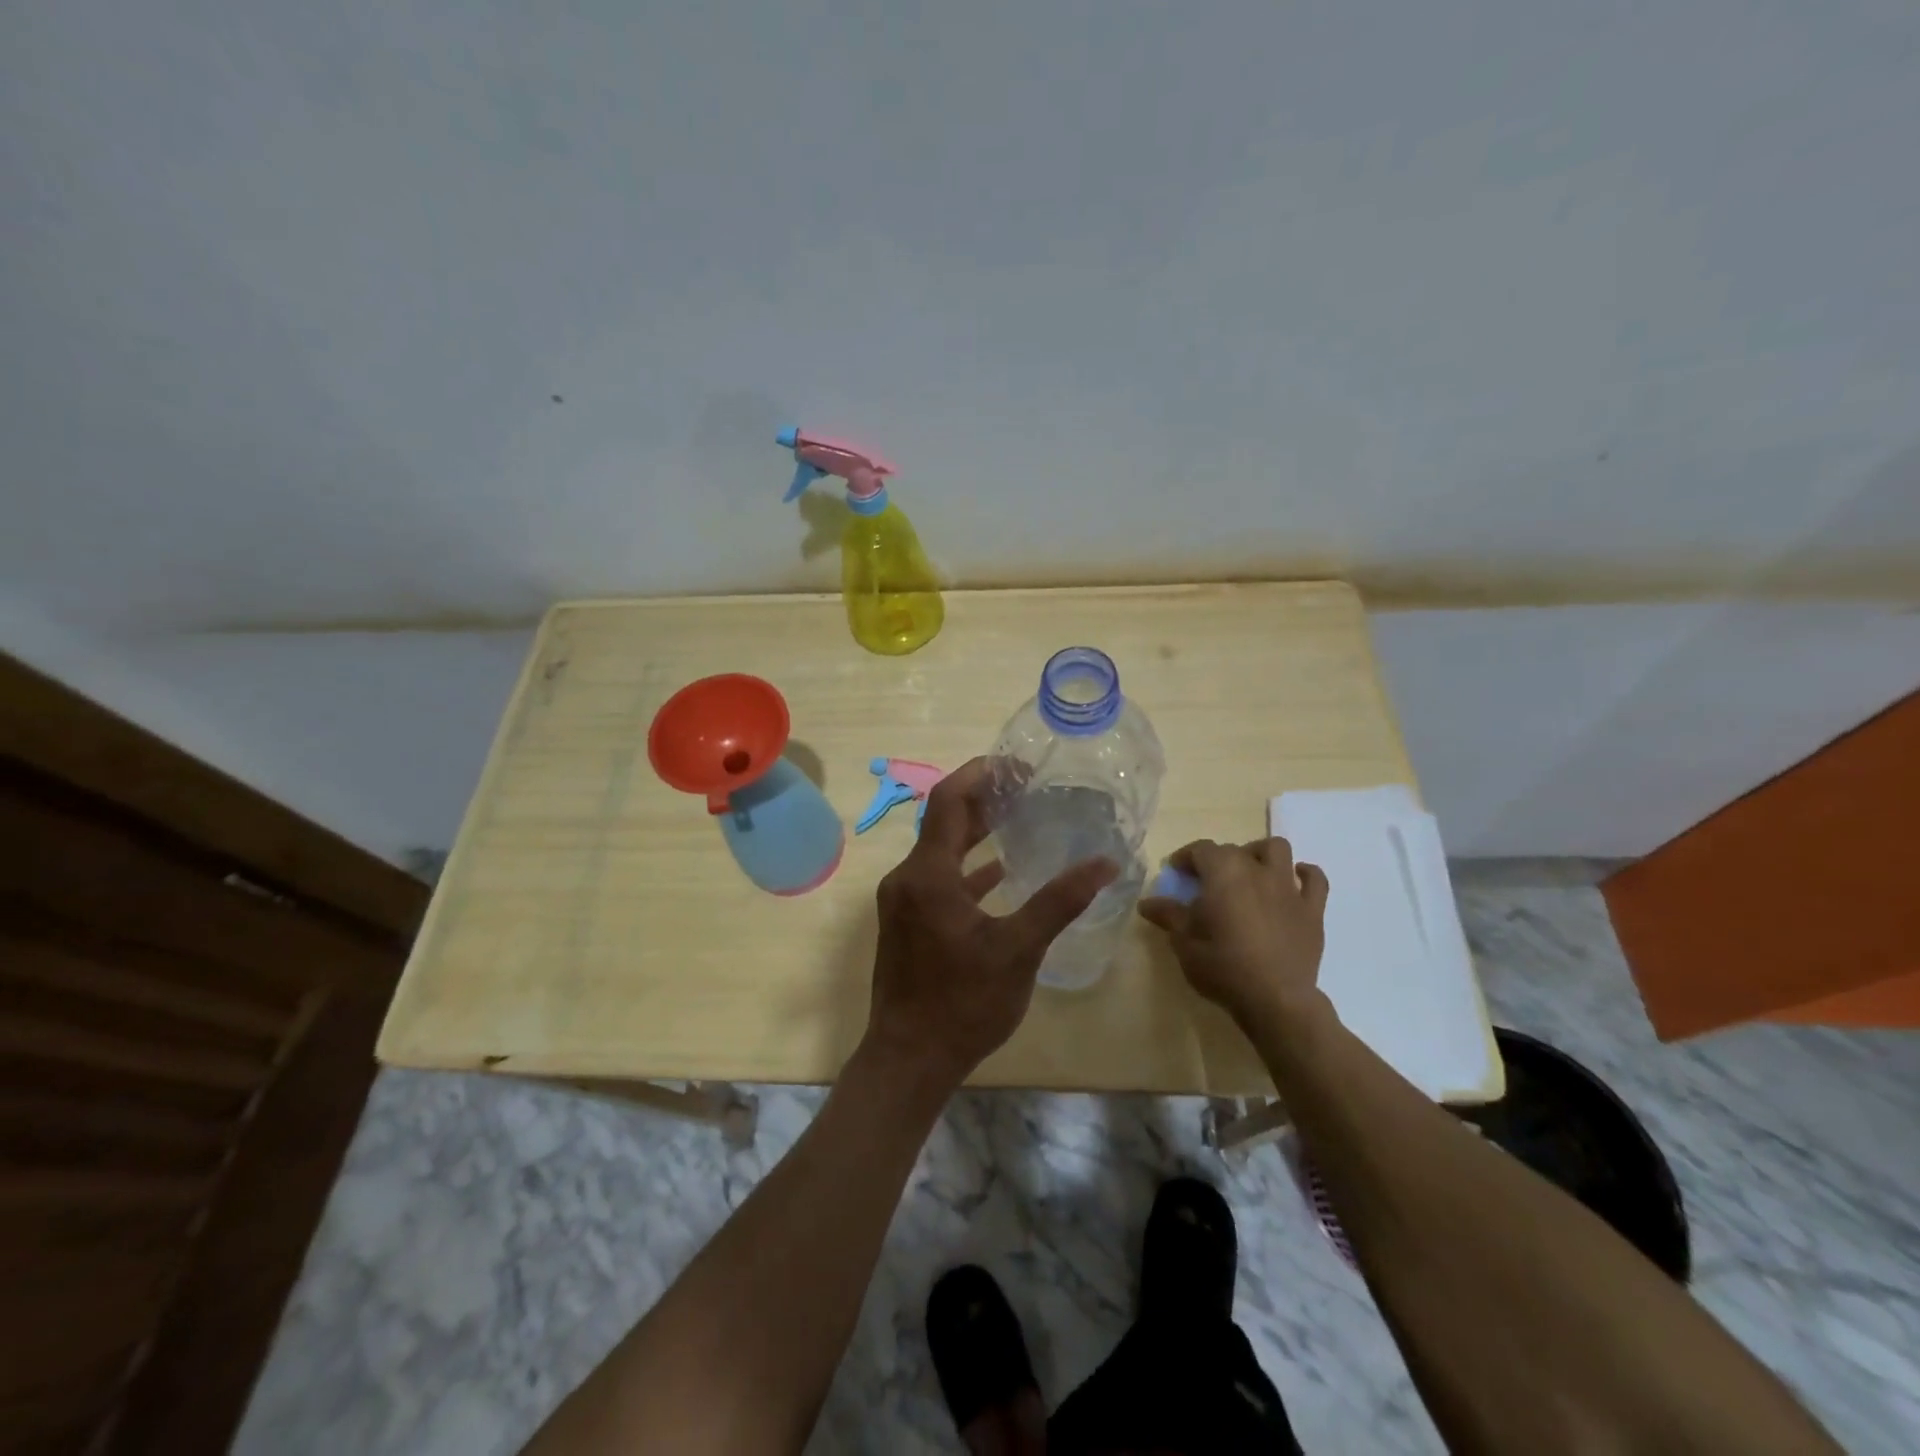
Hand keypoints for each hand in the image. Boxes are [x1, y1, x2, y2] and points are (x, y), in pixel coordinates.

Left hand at [863, 757, 1117, 1089]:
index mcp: (928, 874)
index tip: (1017, 766)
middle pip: (943, 822)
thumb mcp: (1018, 949)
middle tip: (1026, 789)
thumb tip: (1105, 862)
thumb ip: (1059, 901)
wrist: (909, 1059)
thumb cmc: (963, 1002)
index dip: (980, 774)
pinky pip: (939, 880)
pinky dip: (968, 870)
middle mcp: (908, 878)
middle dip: (982, 800)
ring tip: (1018, 820)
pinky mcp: (907, 923)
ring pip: (940, 852)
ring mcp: (903, 902)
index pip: (948, 799)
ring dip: (975, 834)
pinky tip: (1000, 874)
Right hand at [1137, 838, 1330, 1033]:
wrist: (1276, 1000)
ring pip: (1277, 849)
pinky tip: (1292, 883)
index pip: (1201, 849)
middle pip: (1234, 849)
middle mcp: (1257, 870)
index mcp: (1223, 873)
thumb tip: (1146, 903)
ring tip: (1249, 873)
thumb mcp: (1184, 942)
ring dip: (1260, 854)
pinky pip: (1315, 879)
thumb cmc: (1223, 967)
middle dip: (1218, 860)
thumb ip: (1168, 916)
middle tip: (1207, 884)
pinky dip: (1303, 875)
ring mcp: (1288, 888)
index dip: (1185, 857)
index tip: (1176, 873)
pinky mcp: (1312, 909)